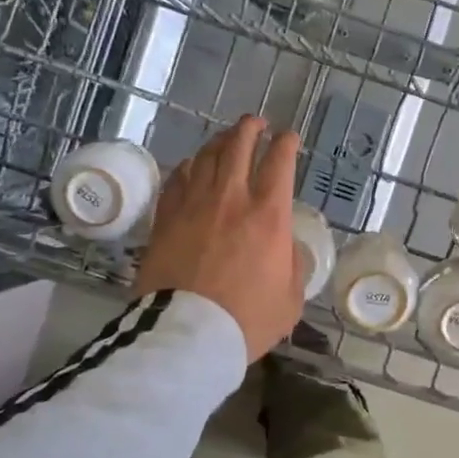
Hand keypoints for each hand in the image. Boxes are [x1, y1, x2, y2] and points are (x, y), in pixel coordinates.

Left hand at [136, 116, 304, 361]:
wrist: (187, 334)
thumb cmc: (247, 320)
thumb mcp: (290, 299)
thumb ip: (293, 264)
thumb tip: (285, 245)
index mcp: (269, 215)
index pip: (280, 162)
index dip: (286, 144)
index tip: (289, 137)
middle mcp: (231, 198)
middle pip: (238, 145)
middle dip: (250, 128)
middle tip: (255, 123)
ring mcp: (194, 204)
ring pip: (205, 156)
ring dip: (219, 141)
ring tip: (226, 139)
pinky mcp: (165, 217)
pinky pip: (177, 179)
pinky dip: (188, 167)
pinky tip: (191, 167)